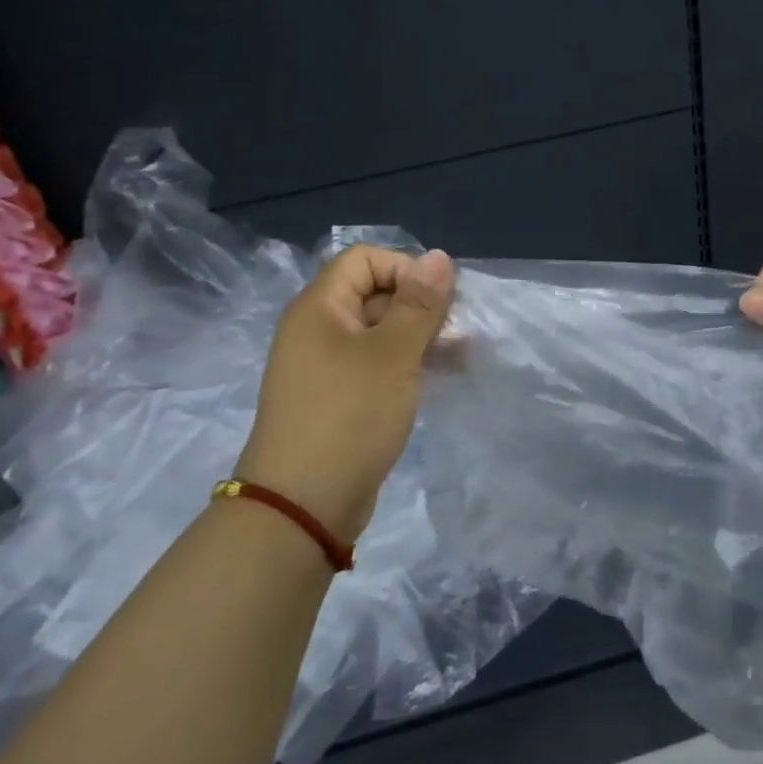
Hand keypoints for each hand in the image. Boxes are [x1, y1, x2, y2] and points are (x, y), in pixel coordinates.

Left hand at [239, 246, 454, 542]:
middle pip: (374, 293)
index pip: (365, 259)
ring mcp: (326, 366)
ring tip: (460, 356)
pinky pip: (375, 364)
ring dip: (420, 336)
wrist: (302, 507)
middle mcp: (318, 329)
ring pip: (380, 331)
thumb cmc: (349, 416)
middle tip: (456, 332)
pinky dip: (406, 363)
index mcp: (320, 307)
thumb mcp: (393, 354)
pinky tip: (439, 377)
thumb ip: (419, 303)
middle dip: (420, 306)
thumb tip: (439, 255)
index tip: (437, 300)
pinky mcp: (338, 398)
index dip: (404, 269)